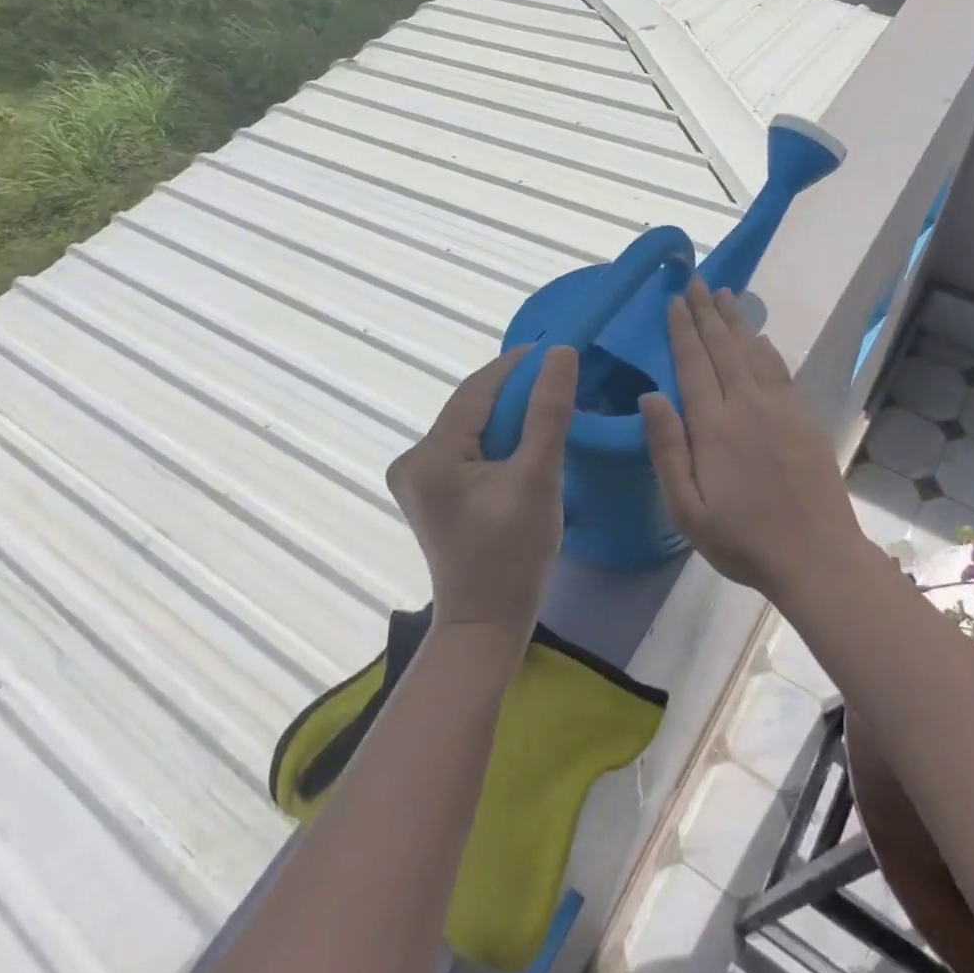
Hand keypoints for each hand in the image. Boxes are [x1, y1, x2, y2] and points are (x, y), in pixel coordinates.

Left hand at [386, 344, 578, 637]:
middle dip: (514, 391)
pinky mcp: (428, 489)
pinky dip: (496, 437)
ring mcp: (416, 476)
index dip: (516, 365)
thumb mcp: (538, 478)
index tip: (556, 350)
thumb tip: (561, 354)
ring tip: (548, 405)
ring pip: (471, 425)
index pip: (477, 390)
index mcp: (430, 455)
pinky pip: (467, 446)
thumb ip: (548, 412)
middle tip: (559, 380)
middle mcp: (412, 459)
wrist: (486, 622)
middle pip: (471, 407)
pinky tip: (524, 439)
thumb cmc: (514, 554)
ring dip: (507, 414)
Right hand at [641, 278, 865, 602]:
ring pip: (754, 351)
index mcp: (715, 425)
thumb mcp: (688, 509)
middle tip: (698, 282)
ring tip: (726, 295)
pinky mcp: (804, 417)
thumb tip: (650, 395)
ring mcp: (781, 408)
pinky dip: (766, 348)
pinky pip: (780, 370)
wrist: (817, 556)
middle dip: (708, 312)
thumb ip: (668, 449)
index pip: (694, 364)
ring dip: (737, 322)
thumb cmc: (743, 539)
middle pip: (724, 347)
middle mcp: (748, 404)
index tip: (674, 301)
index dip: (683, 330)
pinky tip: (760, 338)